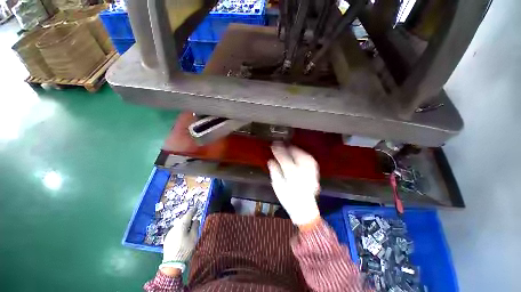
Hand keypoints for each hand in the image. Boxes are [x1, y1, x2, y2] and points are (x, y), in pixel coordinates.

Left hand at [159, 208, 199, 272]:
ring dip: (184, 225)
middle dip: (188, 218)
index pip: (188, 214)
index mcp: (181, 225)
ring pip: (179, 225)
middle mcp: (174, 227)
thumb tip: (196, 220)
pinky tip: (183, 235)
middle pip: (183, 219)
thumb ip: (195, 226)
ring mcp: (170, 233)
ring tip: (189, 228)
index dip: (193, 210)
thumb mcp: (194, 237)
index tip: (196, 208)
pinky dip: (180, 230)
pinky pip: (175, 231)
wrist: (172, 263)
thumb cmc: (185, 248)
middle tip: (194, 219)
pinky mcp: (167, 239)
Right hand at [268, 144, 320, 226]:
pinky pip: (311, 162)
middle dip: (289, 148)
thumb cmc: (289, 199)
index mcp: (292, 177)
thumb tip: (271, 161)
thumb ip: (275, 172)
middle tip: (282, 144)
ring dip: (298, 150)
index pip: (284, 159)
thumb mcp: (278, 186)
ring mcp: (310, 174)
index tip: (274, 145)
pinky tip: (301, 155)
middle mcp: (303, 174)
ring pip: (306, 157)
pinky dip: (305, 156)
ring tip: (291, 148)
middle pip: (297, 156)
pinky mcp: (315, 175)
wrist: (304, 210)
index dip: (278, 151)